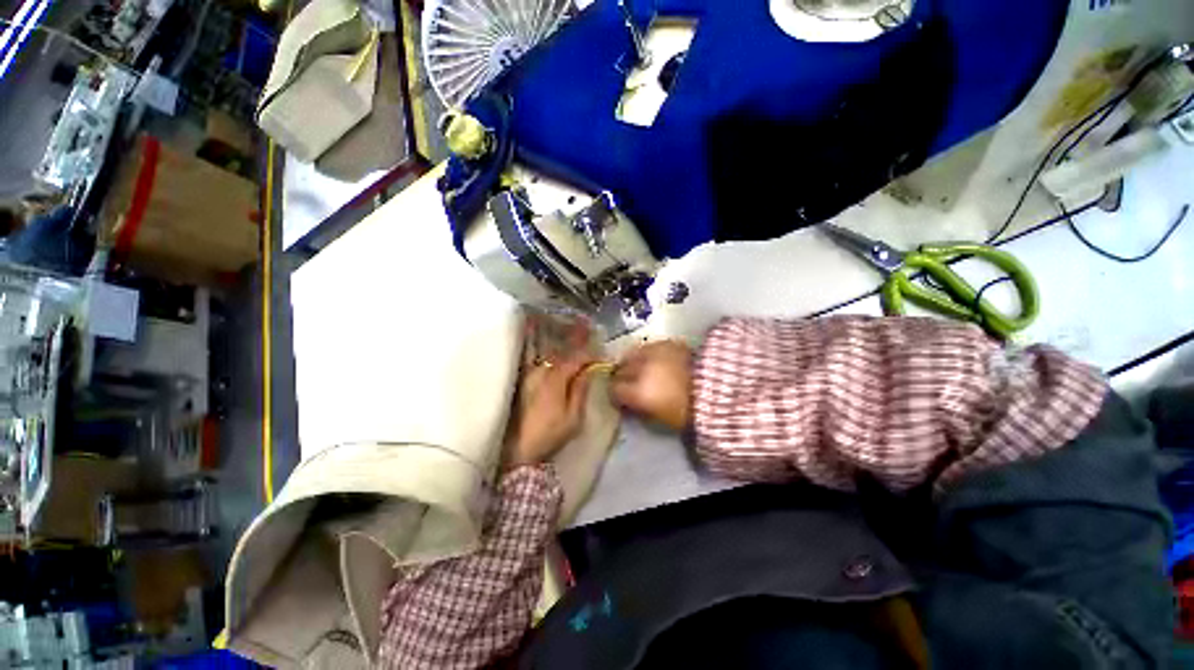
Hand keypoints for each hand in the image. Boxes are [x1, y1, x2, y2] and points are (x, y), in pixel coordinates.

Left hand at [504, 354, 594, 468]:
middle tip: (589, 360)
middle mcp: (539, 372)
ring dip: (564, 360)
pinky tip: (558, 372)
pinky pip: (541, 368)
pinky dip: (552, 367)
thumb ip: (580, 390)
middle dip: (576, 357)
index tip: (600, 359)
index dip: (588, 357)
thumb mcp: (573, 416)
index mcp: (554, 379)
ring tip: (575, 366)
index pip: (574, 359)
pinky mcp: (522, 384)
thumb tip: (588, 371)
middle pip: (562, 356)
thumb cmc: (550, 434)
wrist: (520, 450)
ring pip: (550, 361)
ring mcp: (528, 376)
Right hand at [610, 341, 692, 431]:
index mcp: (639, 391)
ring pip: (631, 354)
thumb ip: (639, 410)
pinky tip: (653, 361)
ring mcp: (653, 352)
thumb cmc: (688, 412)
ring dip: (631, 362)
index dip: (616, 395)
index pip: (614, 390)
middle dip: (621, 377)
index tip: (620, 399)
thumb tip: (628, 405)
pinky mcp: (666, 342)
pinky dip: (646, 354)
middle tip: (627, 385)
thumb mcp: (660, 419)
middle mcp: (641, 368)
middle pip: (620, 369)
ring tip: (638, 370)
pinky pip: (647, 347)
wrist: (719, 389)